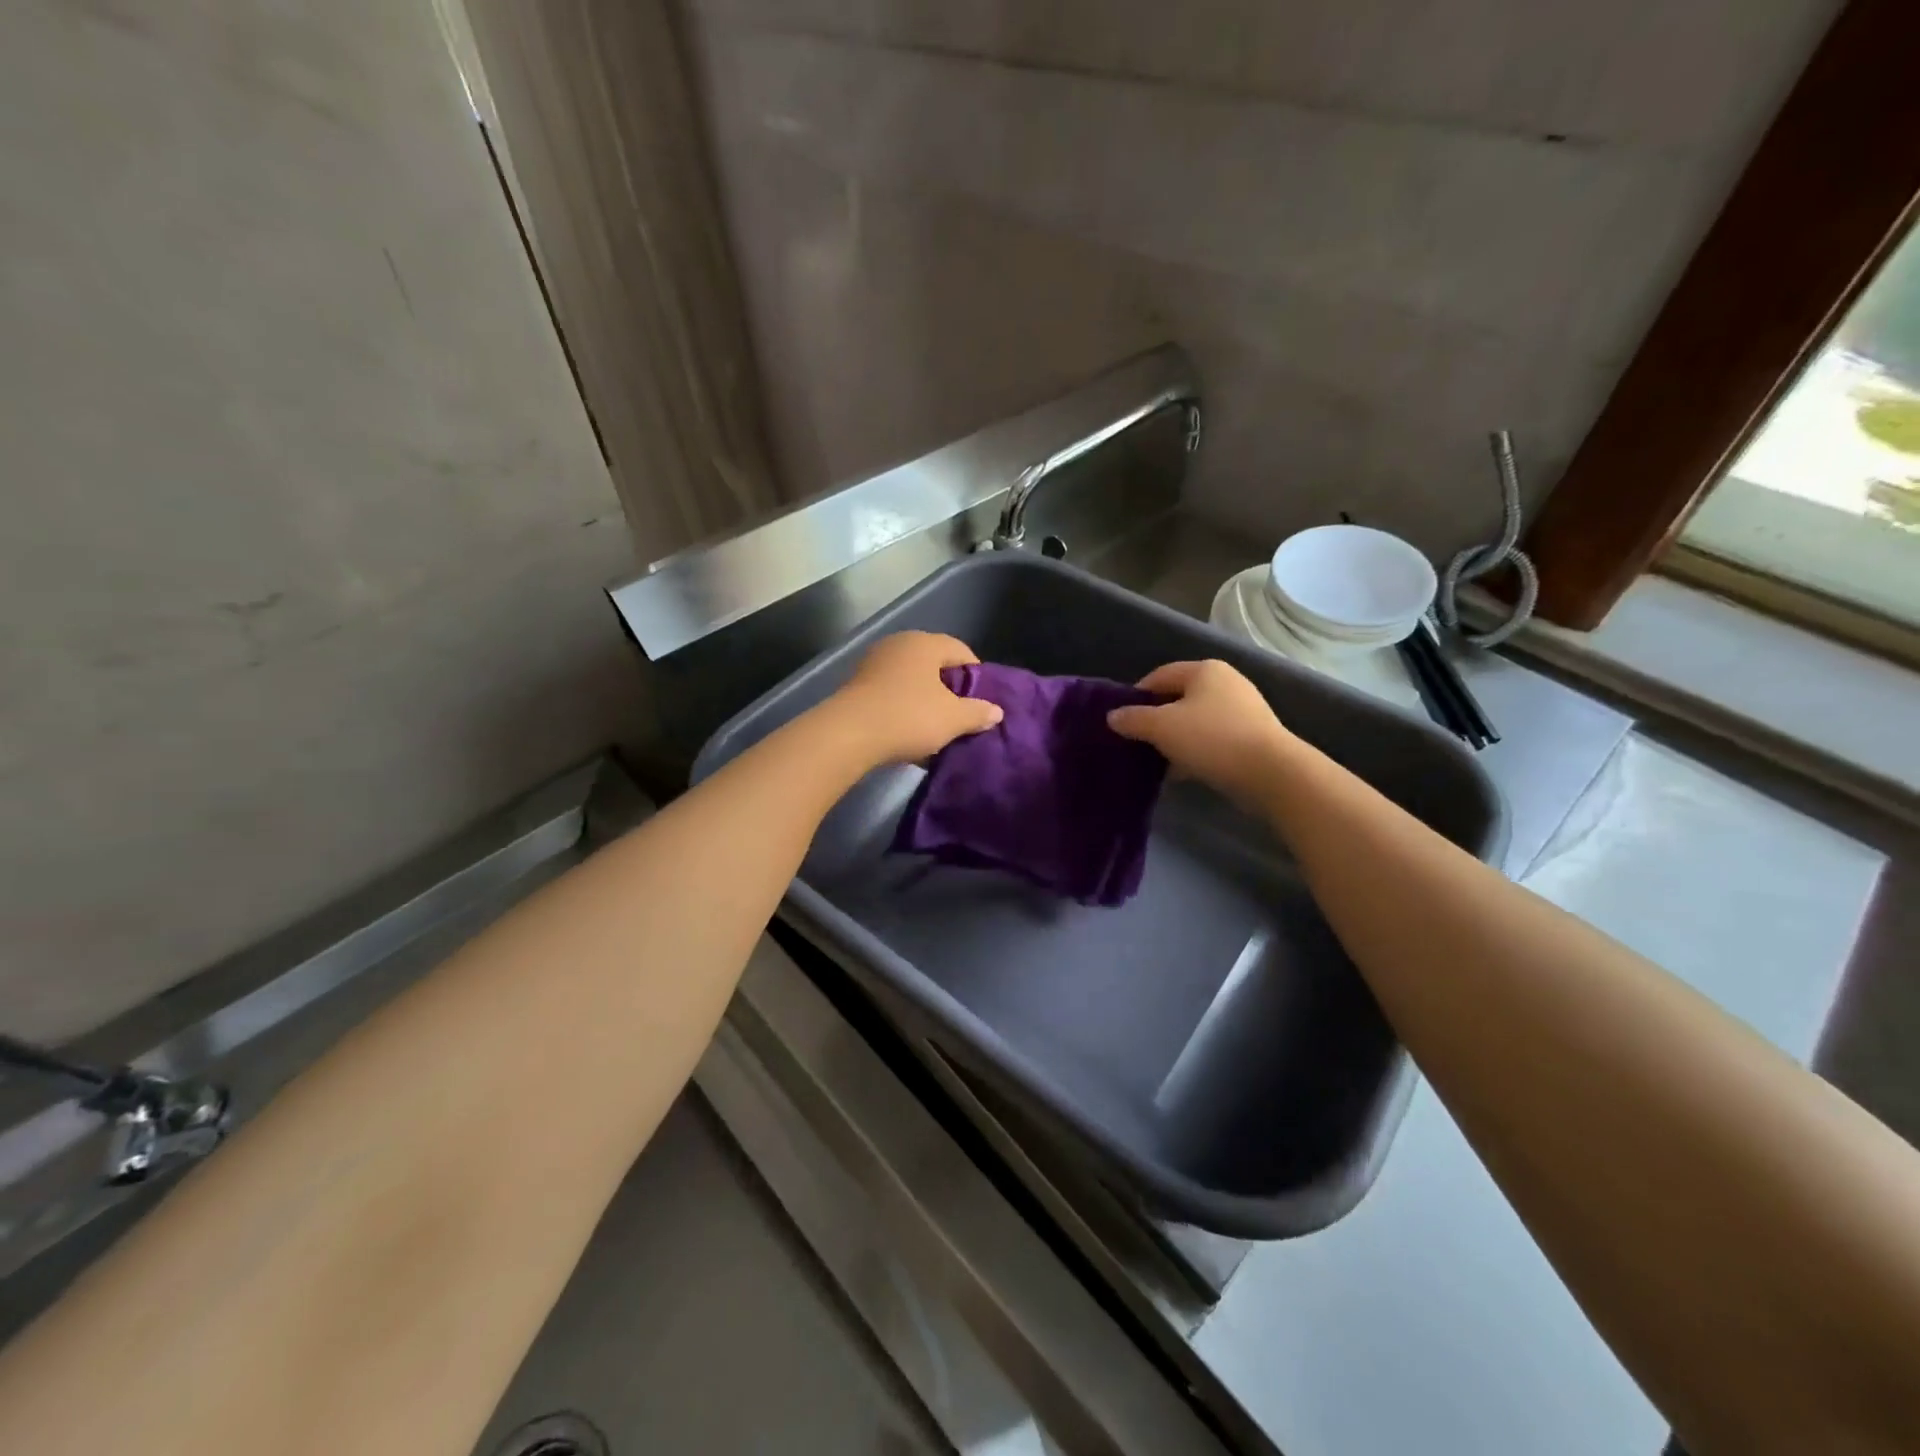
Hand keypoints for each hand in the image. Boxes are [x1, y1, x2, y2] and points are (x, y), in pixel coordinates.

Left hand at [827, 631, 1003, 765]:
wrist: (848, 735)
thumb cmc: (908, 717)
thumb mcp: (953, 719)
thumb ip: (977, 712)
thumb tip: (996, 711)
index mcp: (924, 643)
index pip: (961, 650)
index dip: (976, 675)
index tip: (982, 702)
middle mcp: (898, 644)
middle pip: (934, 664)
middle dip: (949, 689)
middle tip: (960, 716)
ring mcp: (873, 663)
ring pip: (911, 680)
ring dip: (924, 701)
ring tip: (935, 729)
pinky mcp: (856, 685)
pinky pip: (890, 694)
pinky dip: (902, 709)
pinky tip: (907, 733)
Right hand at [1106, 660, 1296, 806]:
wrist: (1271, 773)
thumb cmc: (1211, 739)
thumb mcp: (1162, 727)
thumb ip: (1133, 719)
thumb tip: (1113, 716)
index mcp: (1205, 670)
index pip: (1159, 675)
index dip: (1136, 696)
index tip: (1121, 721)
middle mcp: (1226, 682)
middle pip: (1178, 698)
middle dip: (1155, 720)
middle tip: (1136, 742)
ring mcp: (1243, 710)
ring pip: (1195, 721)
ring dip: (1175, 739)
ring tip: (1156, 760)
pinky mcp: (1252, 736)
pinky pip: (1213, 739)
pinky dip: (1195, 751)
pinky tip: (1182, 771)